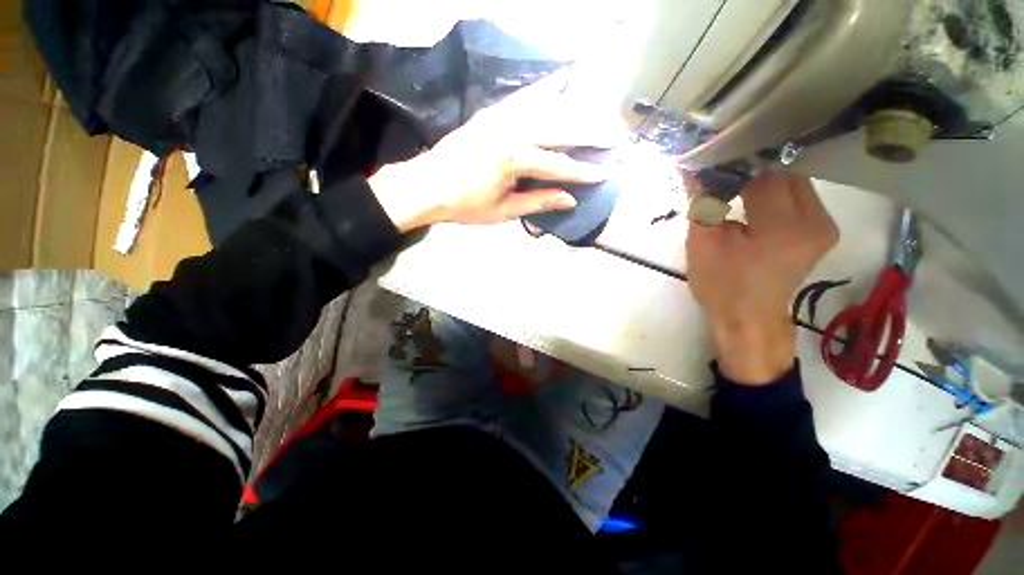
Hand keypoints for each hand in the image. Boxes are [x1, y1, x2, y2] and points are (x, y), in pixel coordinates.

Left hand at [368, 71, 623, 231]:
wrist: (427, 185)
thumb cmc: (465, 205)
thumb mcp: (503, 211)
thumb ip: (538, 202)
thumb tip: (570, 200)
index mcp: (513, 159)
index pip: (557, 165)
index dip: (582, 171)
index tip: (606, 173)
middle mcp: (511, 130)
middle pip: (560, 128)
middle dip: (591, 132)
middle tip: (616, 134)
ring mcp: (501, 116)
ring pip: (548, 107)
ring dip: (577, 108)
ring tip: (601, 109)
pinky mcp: (493, 112)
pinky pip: (525, 96)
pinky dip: (546, 88)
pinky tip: (563, 80)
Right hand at [686, 172, 838, 384]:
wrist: (748, 318)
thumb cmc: (720, 285)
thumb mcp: (702, 244)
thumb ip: (702, 204)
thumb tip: (692, 169)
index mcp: (782, 229)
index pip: (761, 178)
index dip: (733, 175)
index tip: (712, 182)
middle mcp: (815, 222)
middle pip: (782, 176)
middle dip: (750, 179)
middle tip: (724, 194)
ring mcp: (825, 226)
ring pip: (793, 184)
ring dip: (764, 187)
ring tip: (738, 203)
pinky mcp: (824, 231)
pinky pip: (800, 197)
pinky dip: (776, 197)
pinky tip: (757, 211)